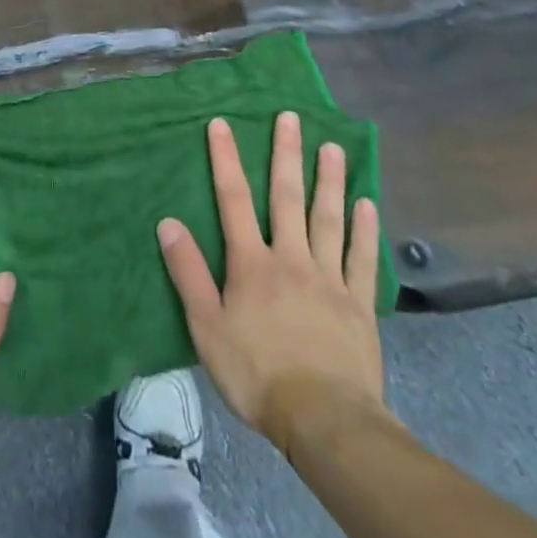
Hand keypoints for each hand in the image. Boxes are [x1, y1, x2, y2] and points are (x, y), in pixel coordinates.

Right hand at [158, 112, 386, 453]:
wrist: (323, 420)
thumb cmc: (257, 373)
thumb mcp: (207, 327)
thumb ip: (189, 273)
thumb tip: (168, 222)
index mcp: (252, 263)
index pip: (233, 200)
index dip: (226, 160)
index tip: (222, 123)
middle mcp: (291, 258)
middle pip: (286, 197)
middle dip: (286, 154)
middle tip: (291, 116)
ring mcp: (329, 278)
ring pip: (328, 219)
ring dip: (329, 181)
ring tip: (332, 147)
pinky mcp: (358, 304)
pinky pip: (362, 259)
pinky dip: (366, 231)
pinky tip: (368, 204)